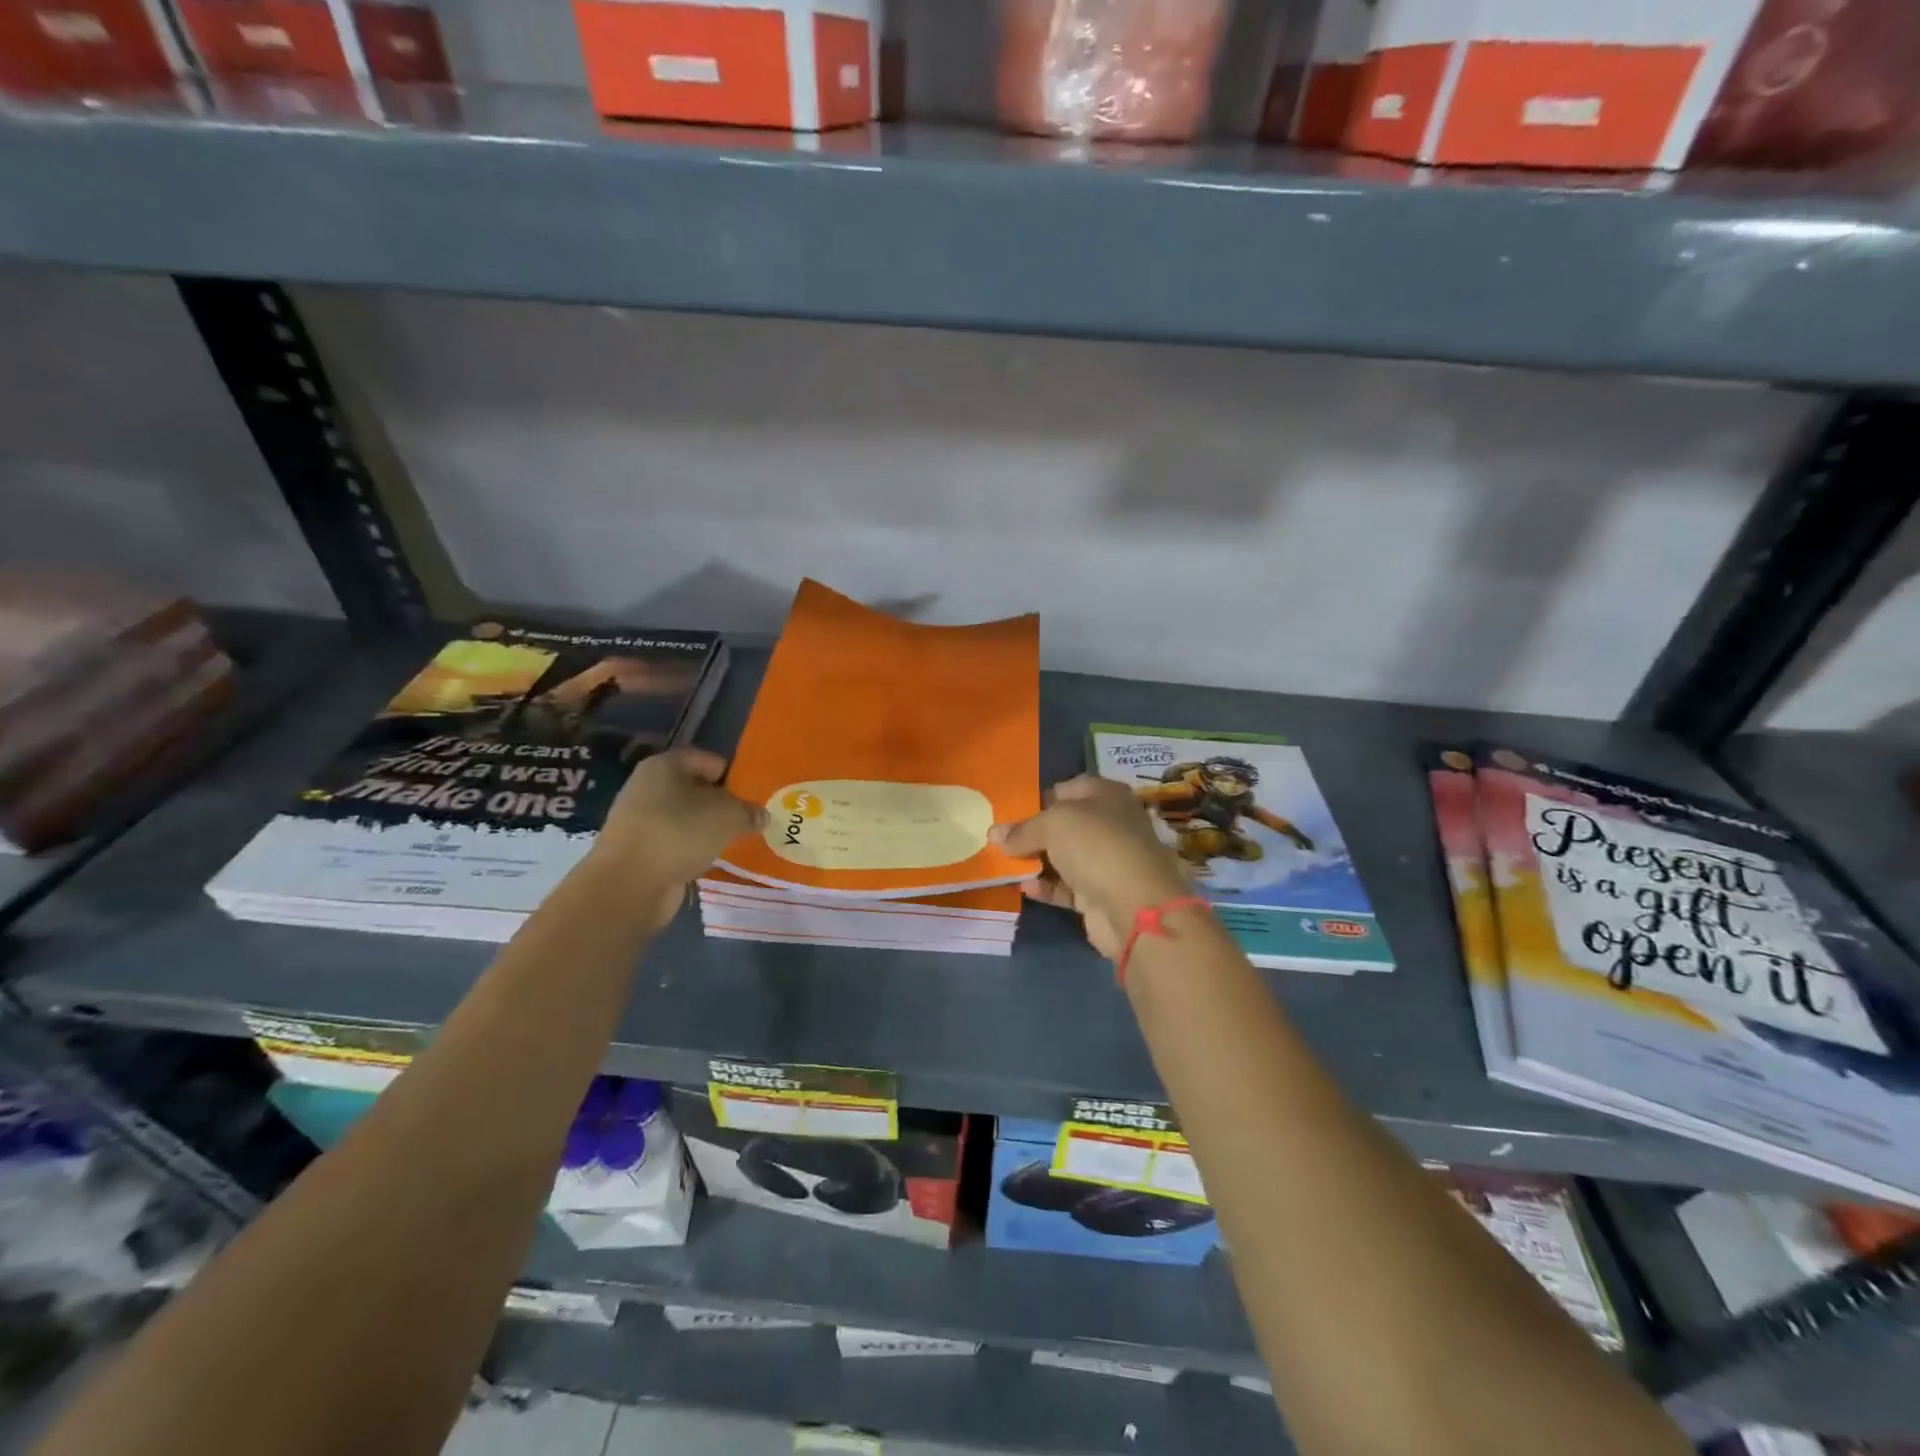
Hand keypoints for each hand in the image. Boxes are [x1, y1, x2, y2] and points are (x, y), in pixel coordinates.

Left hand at [591, 748, 764, 928]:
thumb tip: (761, 816)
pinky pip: (677, 843)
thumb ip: (749, 811)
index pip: (707, 760)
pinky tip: (714, 860)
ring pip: (687, 819)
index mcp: (664, 766)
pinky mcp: (641, 851)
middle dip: (724, 804)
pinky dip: (694, 850)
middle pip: (697, 790)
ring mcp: (641, 821)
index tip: (755, 794)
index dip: (734, 774)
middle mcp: (648, 788)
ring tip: (738, 841)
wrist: (628, 885)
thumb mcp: (728, 816)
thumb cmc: (679, 833)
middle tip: (752, 819)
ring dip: (710, 830)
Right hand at [989, 775, 1190, 958]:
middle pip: (1066, 824)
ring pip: (1064, 856)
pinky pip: (1066, 886)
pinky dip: (1046, 886)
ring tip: (1003, 862)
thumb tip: (994, 834)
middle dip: (1034, 831)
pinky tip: (1024, 886)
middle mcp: (1111, 824)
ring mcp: (1107, 861)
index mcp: (1107, 795)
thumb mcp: (1053, 824)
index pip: (1069, 788)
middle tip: (1001, 838)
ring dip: (1036, 860)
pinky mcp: (1100, 894)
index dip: (1041, 796)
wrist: (1133, 906)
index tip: (1012, 810)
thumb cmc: (1095, 845)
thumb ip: (1022, 829)